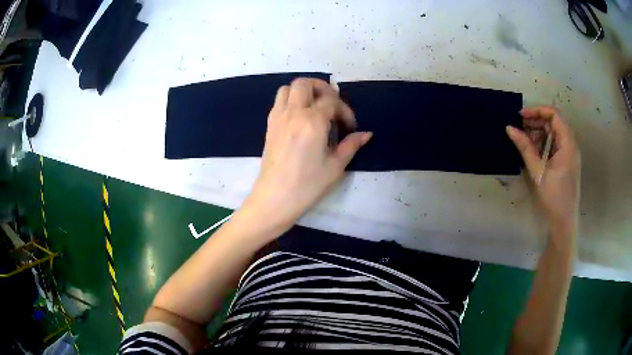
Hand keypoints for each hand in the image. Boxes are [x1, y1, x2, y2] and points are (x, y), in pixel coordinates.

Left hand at [241, 78, 371, 234]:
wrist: (275, 199)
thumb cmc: (307, 185)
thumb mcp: (335, 166)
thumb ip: (351, 145)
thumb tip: (367, 134)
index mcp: (312, 121)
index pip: (332, 102)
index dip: (345, 111)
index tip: (350, 128)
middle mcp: (293, 112)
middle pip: (305, 83)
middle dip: (322, 88)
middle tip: (333, 105)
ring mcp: (278, 117)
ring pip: (288, 88)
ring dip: (304, 92)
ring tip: (316, 107)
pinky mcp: (269, 126)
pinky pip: (279, 102)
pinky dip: (291, 101)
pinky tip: (301, 118)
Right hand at [506, 106, 580, 235]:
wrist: (564, 222)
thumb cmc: (554, 198)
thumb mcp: (538, 172)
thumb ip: (525, 148)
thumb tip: (509, 128)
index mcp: (568, 143)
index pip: (554, 114)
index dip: (537, 111)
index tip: (521, 116)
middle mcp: (571, 144)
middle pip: (554, 122)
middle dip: (536, 121)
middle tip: (520, 128)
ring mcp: (569, 152)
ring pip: (554, 132)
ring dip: (539, 132)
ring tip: (525, 140)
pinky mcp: (566, 160)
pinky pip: (555, 143)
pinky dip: (544, 143)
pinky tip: (534, 151)